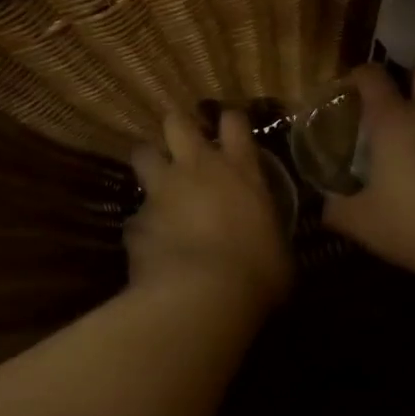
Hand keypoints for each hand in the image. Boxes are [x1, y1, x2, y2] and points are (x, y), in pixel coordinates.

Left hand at [127, 110, 291, 312]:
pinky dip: (142, 225)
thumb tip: (269, 242)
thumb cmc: (257, 272)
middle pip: (177, 123)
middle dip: (177, 126)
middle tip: (181, 141)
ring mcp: (161, 191)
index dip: (230, 120)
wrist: (202, 296)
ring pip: (143, 154)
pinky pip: (136, 216)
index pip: (234, 122)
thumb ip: (269, 233)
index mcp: (240, 171)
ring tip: (154, 178)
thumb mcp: (278, 249)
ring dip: (148, 162)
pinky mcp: (136, 221)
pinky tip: (149, 242)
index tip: (229, 125)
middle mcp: (197, 169)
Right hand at [322, 65, 414, 284]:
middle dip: (406, 78)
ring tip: (410, 142)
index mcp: (393, 120)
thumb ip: (336, 208)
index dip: (359, 75)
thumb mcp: (360, 221)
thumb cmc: (409, 223)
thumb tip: (325, 205)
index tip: (349, 86)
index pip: (373, 76)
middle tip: (389, 101)